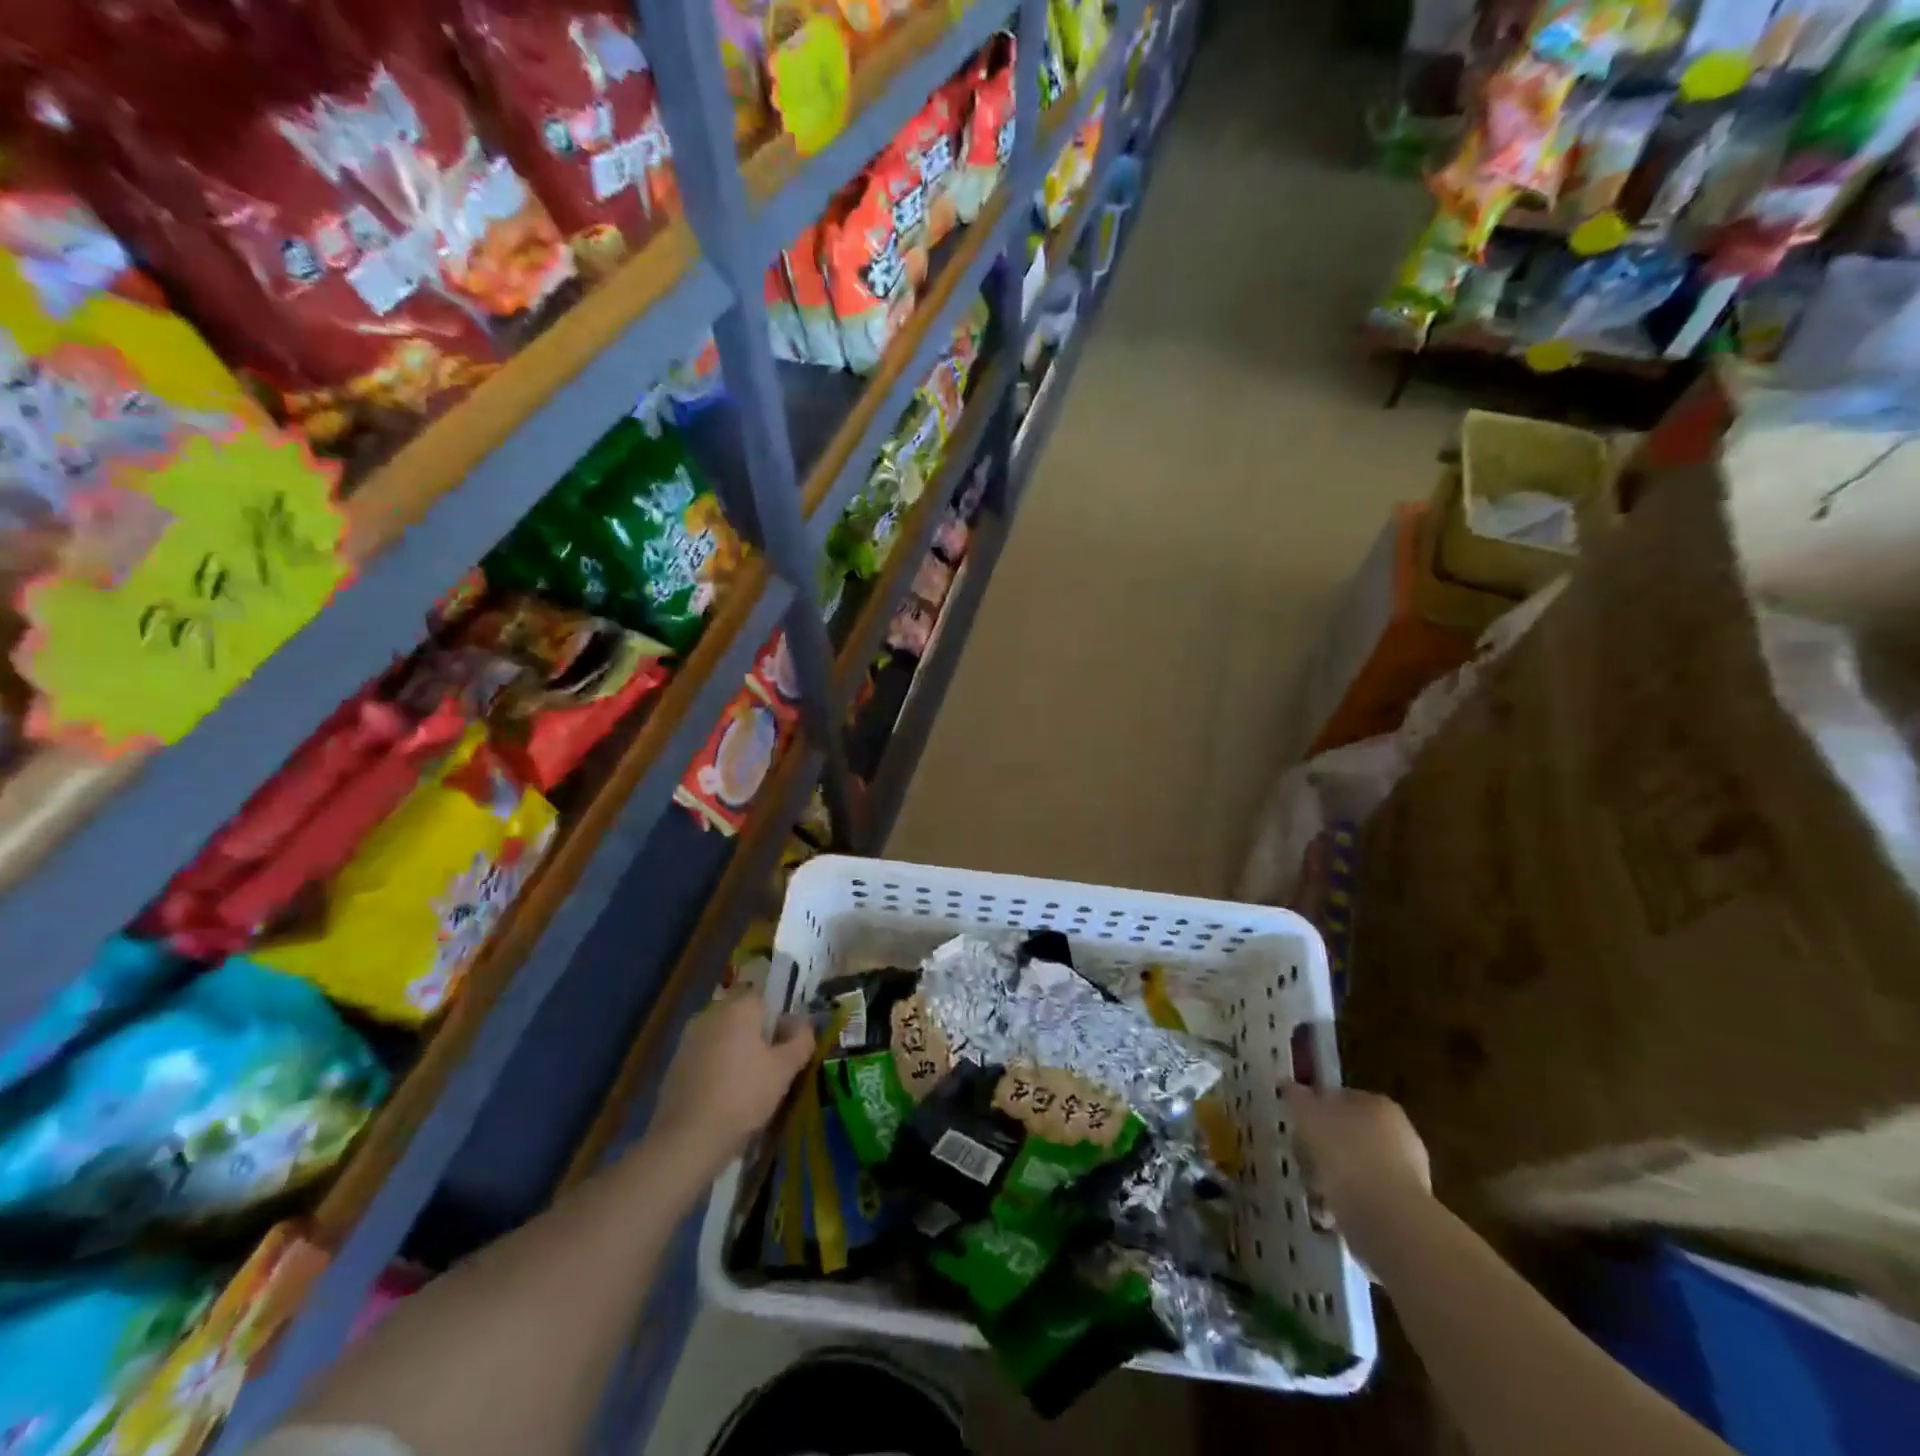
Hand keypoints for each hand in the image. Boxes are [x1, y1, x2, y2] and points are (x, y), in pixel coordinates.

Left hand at [651, 993, 814, 1176]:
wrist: (687, 1140)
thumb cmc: (743, 1096)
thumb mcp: (785, 1069)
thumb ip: (801, 1040)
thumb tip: (801, 1024)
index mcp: (738, 1008)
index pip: (765, 998)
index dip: (780, 1020)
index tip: (786, 1048)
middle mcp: (710, 1014)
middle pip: (743, 1016)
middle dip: (758, 1036)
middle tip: (772, 1069)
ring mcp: (688, 1039)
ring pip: (723, 1037)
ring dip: (737, 1053)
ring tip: (749, 1087)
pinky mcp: (675, 1065)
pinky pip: (706, 1056)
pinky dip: (717, 1069)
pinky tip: (724, 1097)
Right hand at [1283, 1084, 1430, 1221]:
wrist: (1389, 1220)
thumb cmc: (1346, 1155)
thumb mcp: (1308, 1115)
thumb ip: (1297, 1097)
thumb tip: (1289, 1086)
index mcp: (1378, 1105)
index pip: (1341, 1098)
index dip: (1315, 1110)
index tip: (1296, 1126)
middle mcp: (1400, 1134)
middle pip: (1351, 1135)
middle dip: (1325, 1148)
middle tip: (1302, 1160)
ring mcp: (1409, 1174)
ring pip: (1358, 1169)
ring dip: (1335, 1179)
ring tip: (1312, 1193)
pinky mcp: (1408, 1210)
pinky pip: (1367, 1199)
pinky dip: (1348, 1205)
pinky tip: (1330, 1216)